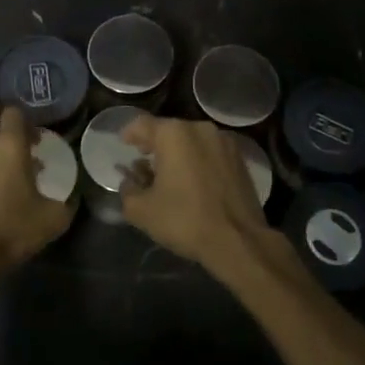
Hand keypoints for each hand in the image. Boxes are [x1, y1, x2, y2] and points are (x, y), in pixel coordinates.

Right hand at [119, 116, 300, 285]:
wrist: (238, 241)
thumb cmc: (185, 220)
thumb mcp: (141, 210)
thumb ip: (128, 189)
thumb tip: (130, 181)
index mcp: (174, 134)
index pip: (142, 124)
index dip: (129, 134)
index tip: (124, 144)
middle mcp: (200, 129)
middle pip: (169, 130)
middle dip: (154, 145)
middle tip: (144, 163)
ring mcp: (224, 142)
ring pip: (192, 141)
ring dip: (178, 153)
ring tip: (170, 175)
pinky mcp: (240, 158)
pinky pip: (210, 152)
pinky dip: (198, 160)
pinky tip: (194, 182)